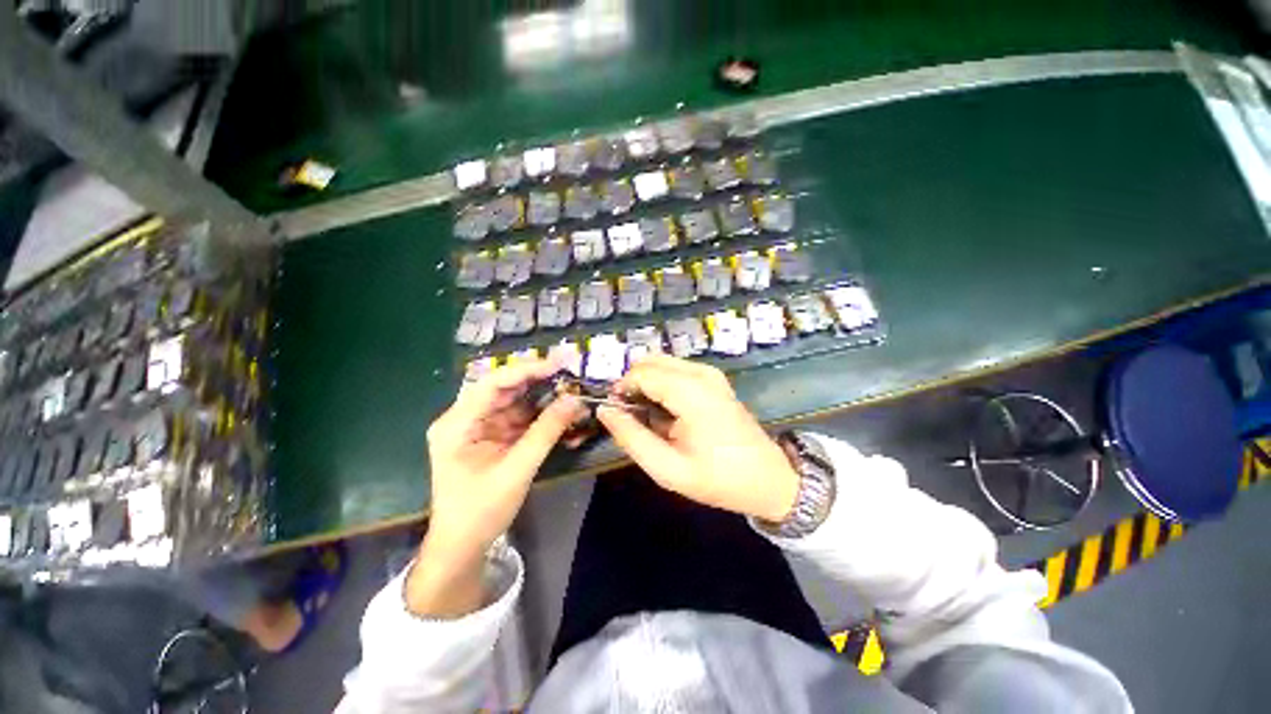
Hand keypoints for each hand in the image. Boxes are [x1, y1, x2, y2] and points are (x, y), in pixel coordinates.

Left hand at [409, 358, 584, 616]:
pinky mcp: (493, 436)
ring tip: (572, 393)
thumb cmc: (481, 511)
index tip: (559, 363)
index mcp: (457, 423)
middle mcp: (466, 418)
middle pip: (505, 389)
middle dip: (539, 381)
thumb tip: (574, 400)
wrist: (462, 546)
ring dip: (544, 398)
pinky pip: (520, 418)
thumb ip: (546, 432)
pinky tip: (563, 414)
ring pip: (516, 401)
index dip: (527, 369)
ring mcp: (480, 427)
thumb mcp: (517, 469)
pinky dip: (542, 416)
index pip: (493, 383)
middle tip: (571, 374)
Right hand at [597, 355, 798, 522]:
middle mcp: (701, 373)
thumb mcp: (667, 468)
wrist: (768, 479)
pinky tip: (668, 413)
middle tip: (632, 417)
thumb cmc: (718, 478)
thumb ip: (631, 437)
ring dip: (647, 385)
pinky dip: (662, 385)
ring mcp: (710, 373)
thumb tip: (605, 410)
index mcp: (691, 392)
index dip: (621, 390)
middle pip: (650, 362)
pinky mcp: (714, 378)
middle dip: (633, 385)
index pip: (641, 373)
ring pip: (661, 364)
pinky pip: (676, 370)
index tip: (617, 415)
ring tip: (650, 419)